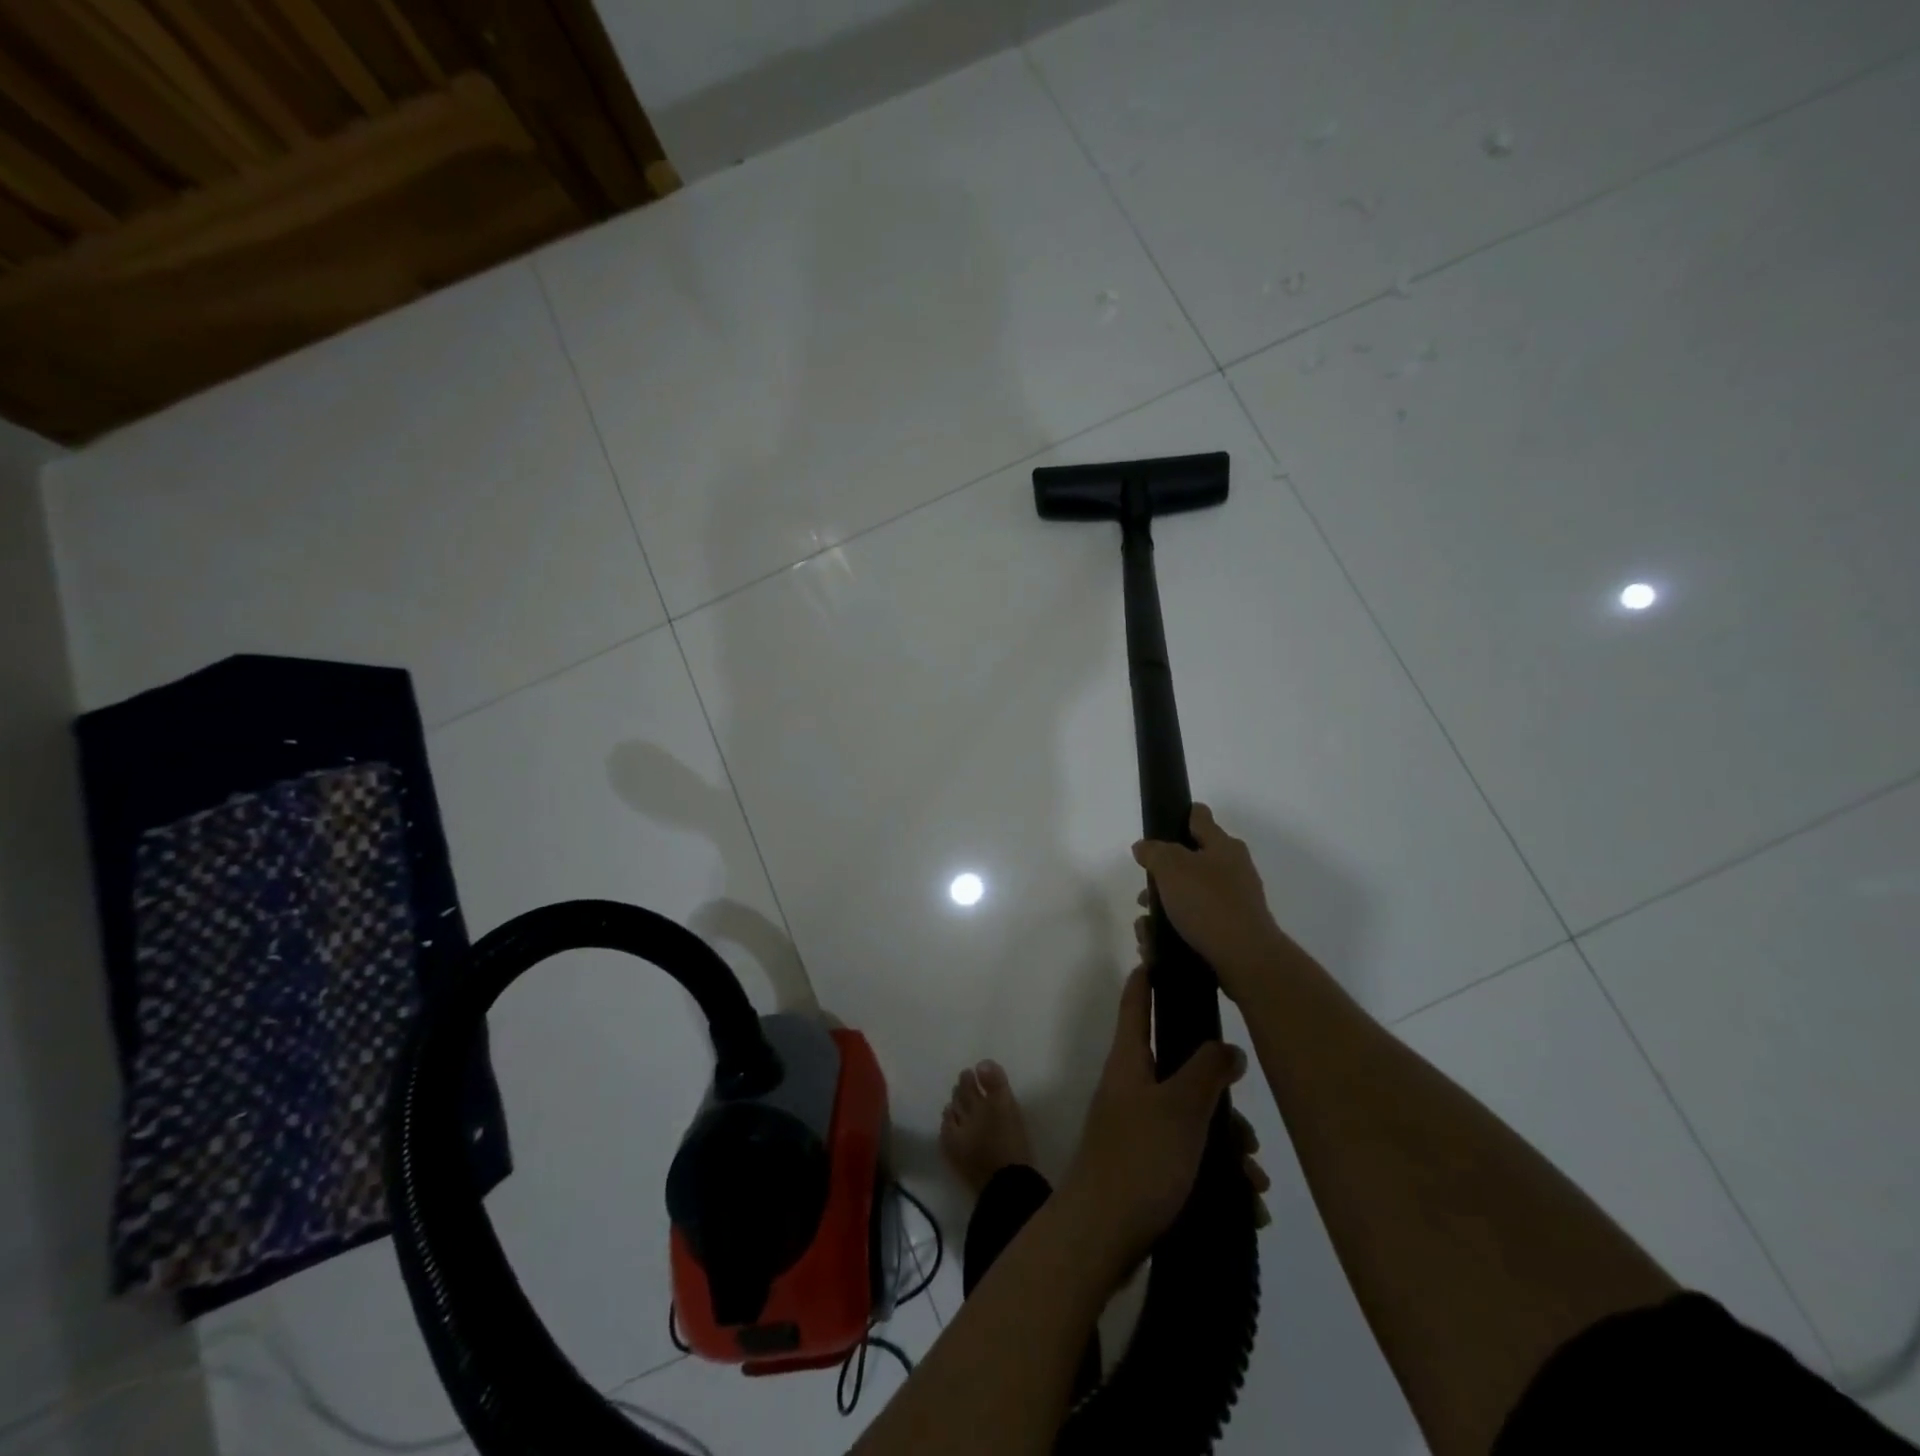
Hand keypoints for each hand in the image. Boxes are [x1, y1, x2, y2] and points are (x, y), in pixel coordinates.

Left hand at [1060, 966, 1254, 1271]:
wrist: (1100, 1235)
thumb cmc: (1139, 1158)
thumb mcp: (1180, 1109)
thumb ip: (1206, 1071)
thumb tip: (1228, 1047)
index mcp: (1129, 1061)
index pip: (1137, 1004)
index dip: (1148, 977)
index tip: (1163, 955)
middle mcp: (1130, 1087)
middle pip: (1178, 1068)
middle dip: (1218, 1092)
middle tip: (1249, 1125)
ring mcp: (1136, 1127)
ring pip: (1190, 1117)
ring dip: (1226, 1143)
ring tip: (1254, 1177)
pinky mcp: (1146, 1165)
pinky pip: (1189, 1156)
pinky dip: (1217, 1174)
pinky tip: (1247, 1204)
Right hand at [1132, 803, 1292, 1001]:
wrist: (1246, 959)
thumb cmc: (1207, 904)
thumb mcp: (1171, 867)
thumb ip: (1154, 851)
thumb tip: (1144, 847)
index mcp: (1223, 846)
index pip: (1199, 817)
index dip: (1178, 816)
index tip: (1157, 828)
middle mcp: (1233, 868)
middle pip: (1190, 861)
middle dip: (1162, 875)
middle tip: (1144, 890)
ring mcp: (1235, 901)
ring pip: (1189, 896)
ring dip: (1164, 907)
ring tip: (1145, 929)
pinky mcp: (1232, 930)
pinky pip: (1196, 923)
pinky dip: (1176, 930)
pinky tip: (1157, 946)